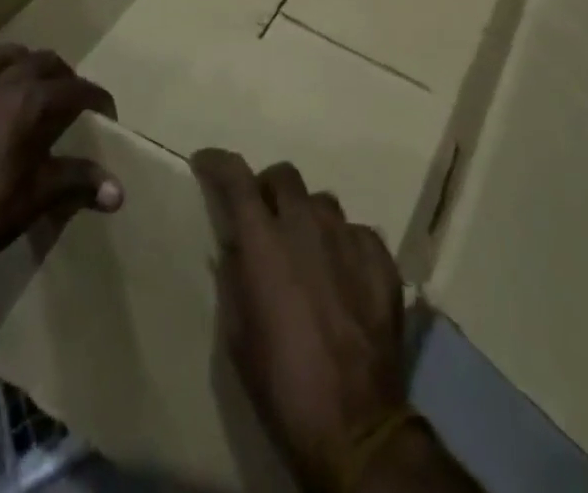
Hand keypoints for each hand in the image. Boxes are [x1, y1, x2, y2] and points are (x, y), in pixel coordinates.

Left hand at [0, 45, 121, 343]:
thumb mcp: (41, 196)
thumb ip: (81, 182)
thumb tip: (119, 192)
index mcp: (29, 102)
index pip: (74, 88)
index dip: (96, 97)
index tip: (106, 112)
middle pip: (38, 61)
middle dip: (60, 73)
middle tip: (69, 95)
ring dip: (14, 62)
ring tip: (23, 78)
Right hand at [192, 151, 406, 492]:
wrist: (355, 425)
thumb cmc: (282, 384)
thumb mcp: (238, 335)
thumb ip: (235, 277)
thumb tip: (235, 245)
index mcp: (265, 241)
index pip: (237, 179)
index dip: (219, 163)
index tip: (206, 162)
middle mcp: (307, 225)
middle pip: (285, 176)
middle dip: (268, 188)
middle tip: (263, 217)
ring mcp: (349, 238)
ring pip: (323, 202)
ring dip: (307, 216)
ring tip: (306, 250)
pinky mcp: (381, 259)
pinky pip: (357, 232)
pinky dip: (343, 244)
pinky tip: (342, 274)